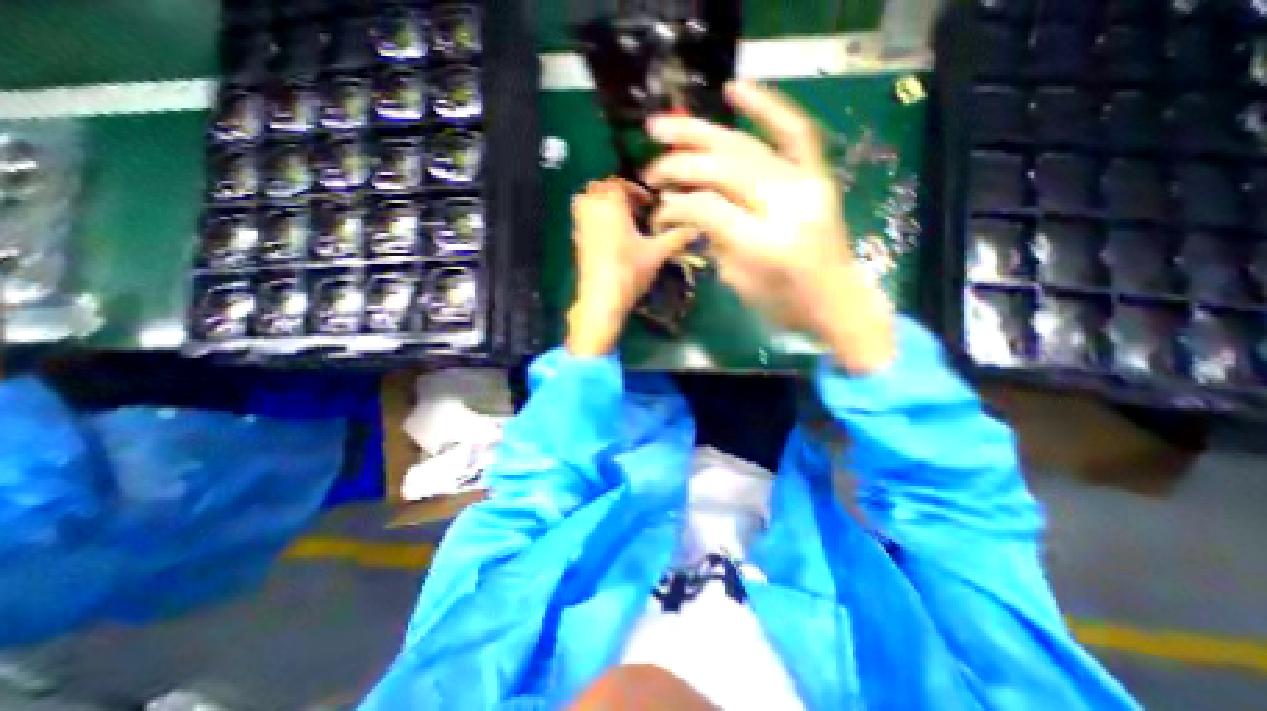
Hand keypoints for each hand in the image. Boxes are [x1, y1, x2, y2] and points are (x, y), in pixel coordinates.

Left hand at [570, 179, 696, 354]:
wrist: (602, 299)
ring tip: (621, 220)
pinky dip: (594, 220)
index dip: (635, 189)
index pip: (618, 182)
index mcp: (611, 205)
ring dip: (601, 204)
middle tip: (634, 209)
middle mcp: (591, 210)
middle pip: (598, 188)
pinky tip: (610, 238)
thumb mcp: (657, 254)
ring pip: (584, 202)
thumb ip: (676, 238)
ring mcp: (579, 226)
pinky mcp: (575, 243)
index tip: (649, 203)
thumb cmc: (630, 271)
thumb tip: (697, 229)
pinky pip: (582, 220)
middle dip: (615, 193)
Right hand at [646, 80, 900, 375]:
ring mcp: (806, 184)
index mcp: (763, 244)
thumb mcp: (737, 281)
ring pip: (745, 147)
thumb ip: (713, 240)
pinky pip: (795, 131)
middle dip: (679, 165)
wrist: (834, 300)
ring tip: (664, 126)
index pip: (707, 209)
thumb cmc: (782, 303)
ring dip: (700, 134)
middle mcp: (786, 206)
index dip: (675, 206)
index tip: (658, 212)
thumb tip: (689, 207)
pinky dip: (765, 106)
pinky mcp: (817, 176)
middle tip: (651, 168)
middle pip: (722, 169)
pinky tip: (733, 90)